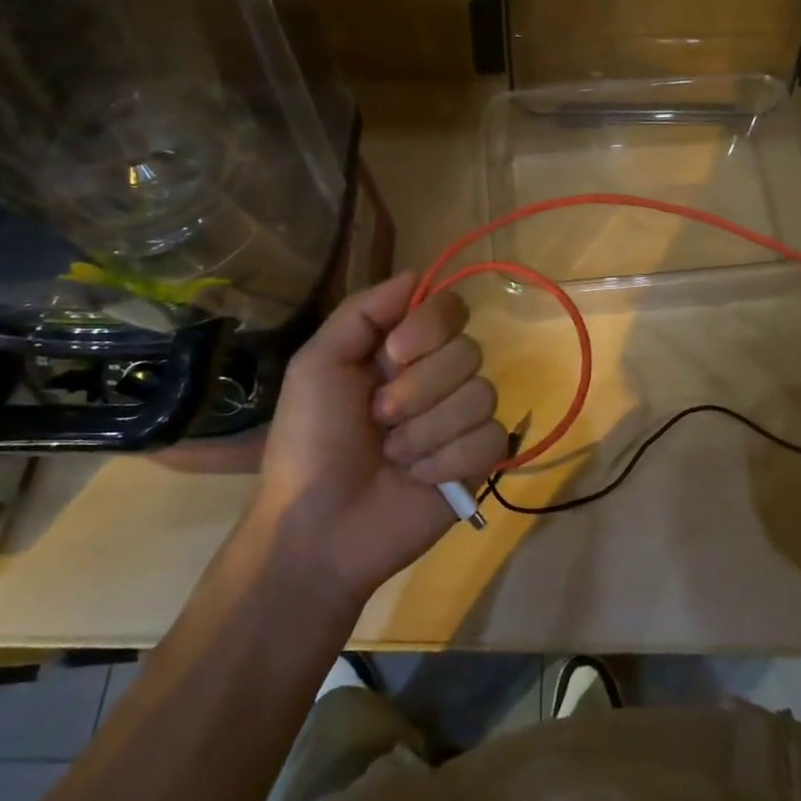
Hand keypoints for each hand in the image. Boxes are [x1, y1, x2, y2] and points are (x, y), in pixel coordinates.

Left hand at [248, 272, 504, 607]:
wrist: (318, 527)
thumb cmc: (310, 441)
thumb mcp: (318, 363)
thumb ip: (364, 311)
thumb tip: (417, 273)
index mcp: (403, 350)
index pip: (449, 308)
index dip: (430, 326)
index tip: (394, 353)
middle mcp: (439, 376)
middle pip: (469, 350)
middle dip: (419, 389)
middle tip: (379, 418)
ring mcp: (461, 419)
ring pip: (482, 394)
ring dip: (427, 430)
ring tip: (393, 455)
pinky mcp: (478, 462)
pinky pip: (491, 438)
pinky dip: (449, 459)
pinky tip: (419, 478)